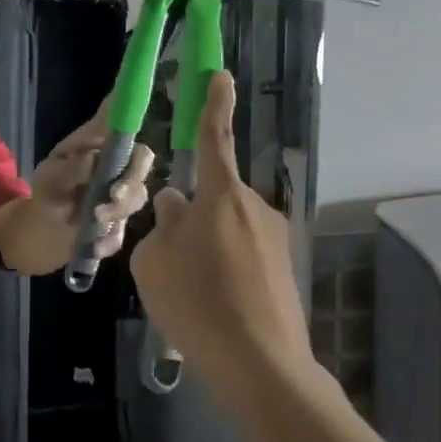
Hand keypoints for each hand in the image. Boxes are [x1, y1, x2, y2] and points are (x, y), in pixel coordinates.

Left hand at [31, 99, 153, 258]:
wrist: (42, 229)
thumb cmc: (48, 190)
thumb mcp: (50, 177)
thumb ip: (71, 168)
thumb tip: (93, 156)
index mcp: (100, 146)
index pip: (123, 126)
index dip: (133, 116)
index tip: (136, 119)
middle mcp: (117, 166)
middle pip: (142, 161)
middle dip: (133, 178)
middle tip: (115, 193)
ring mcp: (122, 195)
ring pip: (138, 197)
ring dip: (120, 209)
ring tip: (96, 218)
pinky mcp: (119, 223)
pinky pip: (124, 230)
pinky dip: (110, 239)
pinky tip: (96, 246)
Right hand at [129, 73, 313, 386]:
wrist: (262, 367)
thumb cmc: (198, 303)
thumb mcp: (155, 262)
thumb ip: (162, 226)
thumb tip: (176, 209)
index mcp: (221, 195)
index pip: (215, 137)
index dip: (214, 104)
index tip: (221, 74)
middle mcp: (254, 208)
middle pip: (213, 197)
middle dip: (190, 217)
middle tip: (170, 262)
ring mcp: (274, 240)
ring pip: (226, 230)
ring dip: (206, 249)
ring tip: (190, 296)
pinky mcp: (284, 270)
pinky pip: (242, 257)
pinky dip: (224, 272)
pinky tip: (214, 310)